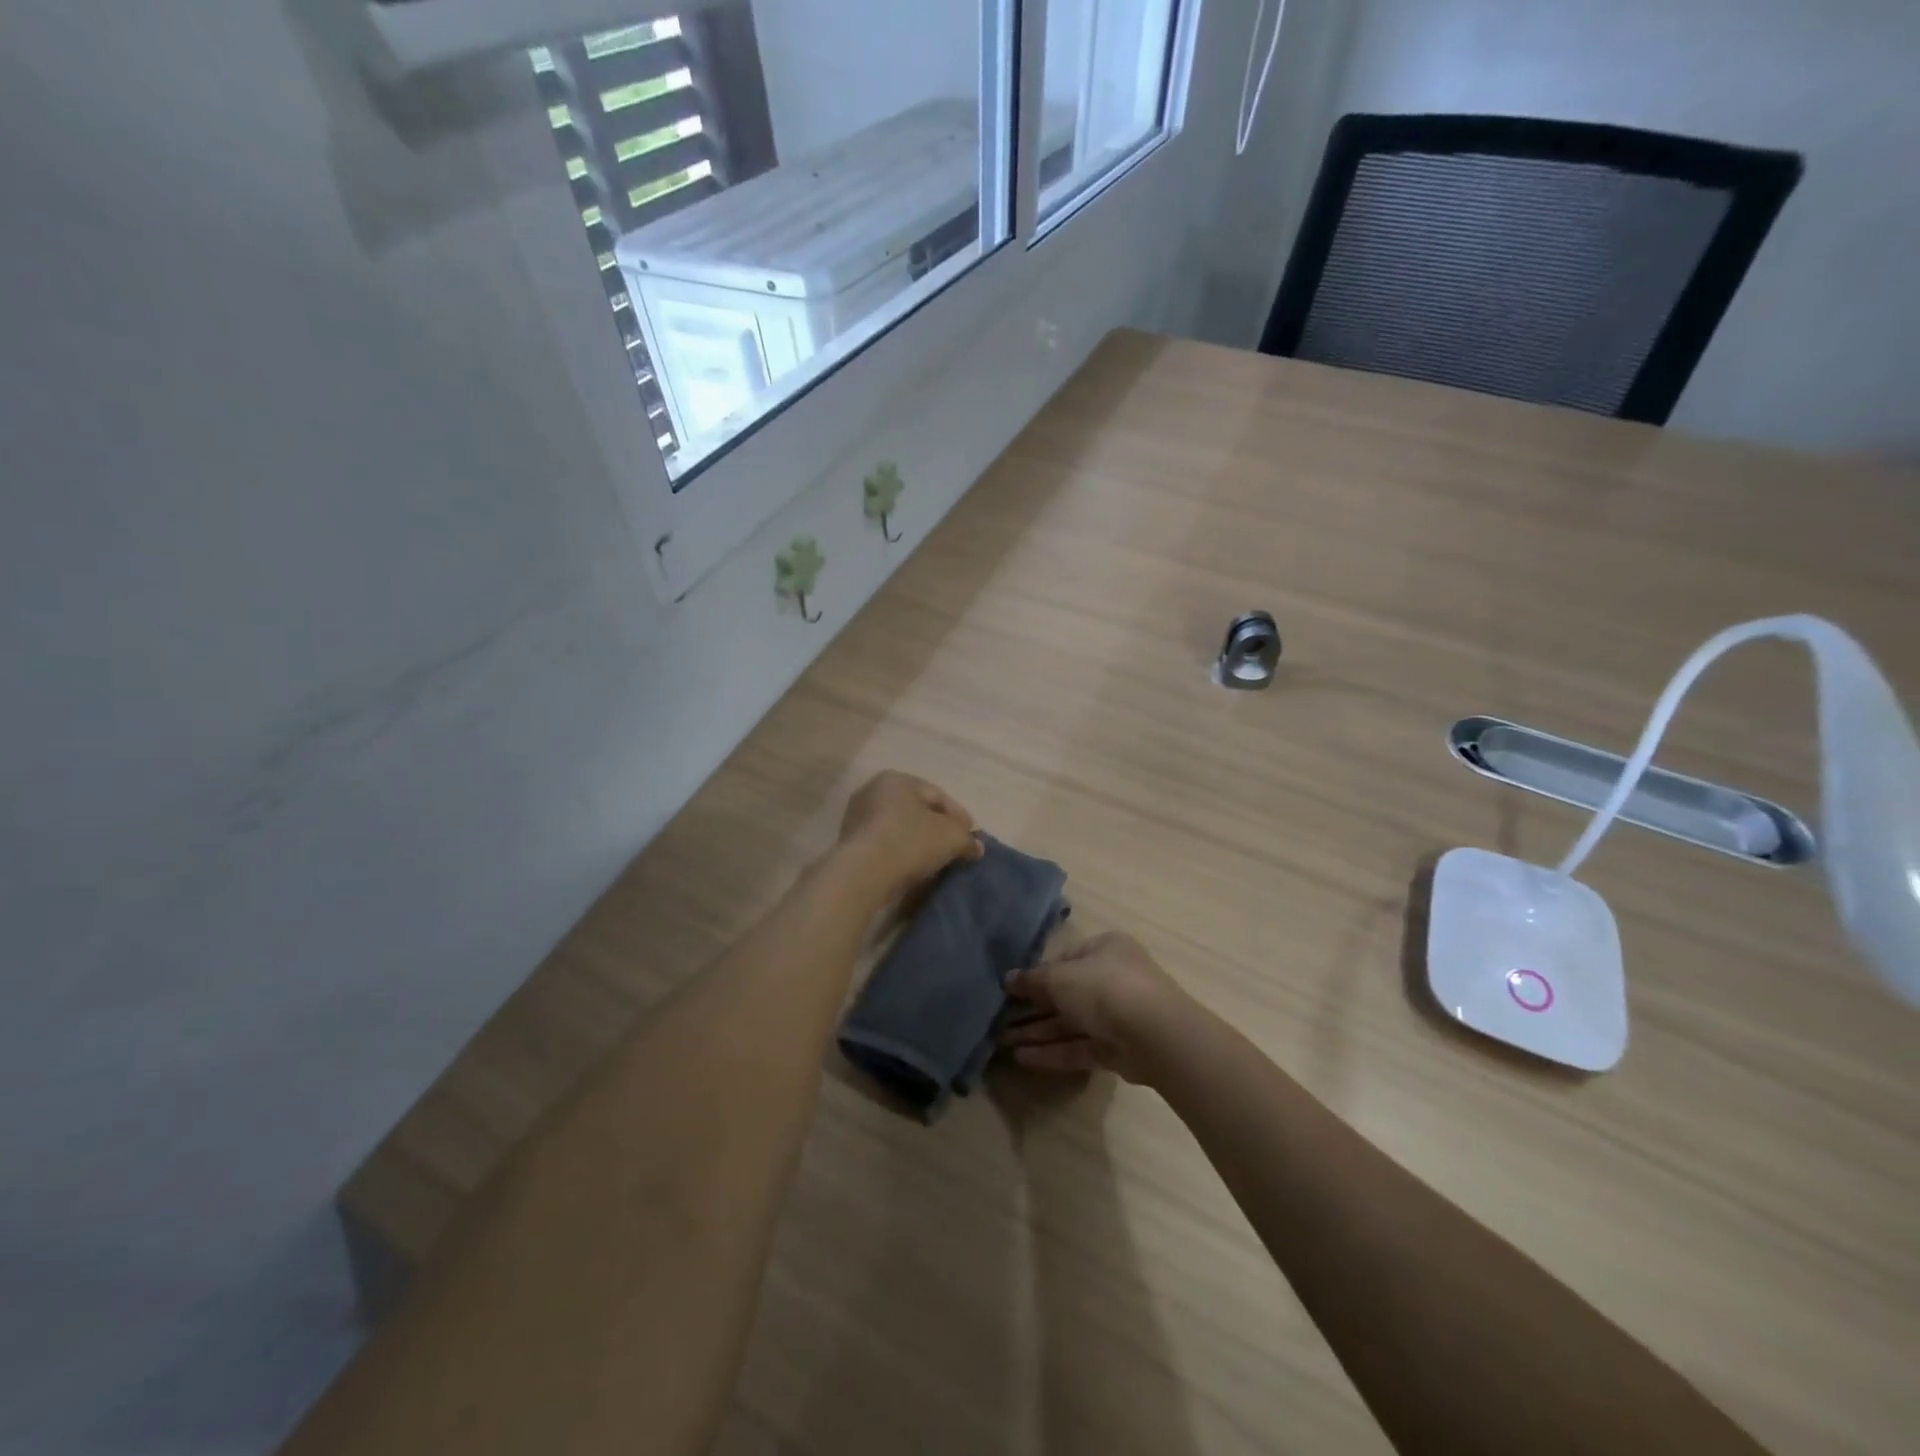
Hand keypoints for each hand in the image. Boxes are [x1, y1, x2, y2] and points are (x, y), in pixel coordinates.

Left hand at [836, 770, 982, 901]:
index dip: (960, 816)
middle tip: (955, 849)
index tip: (972, 836)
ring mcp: (857, 817)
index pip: (937, 795)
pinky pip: (885, 845)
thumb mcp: (952, 837)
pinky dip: (901, 854)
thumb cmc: (910, 841)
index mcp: (897, 779)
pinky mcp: (849, 844)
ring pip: (899, 829)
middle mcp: (873, 791)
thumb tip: (975, 847)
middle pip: (917, 811)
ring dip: (918, 843)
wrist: (862, 873)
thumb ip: (967, 839)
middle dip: (938, 829)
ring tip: (936, 863)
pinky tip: (913, 870)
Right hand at [999, 932, 1191, 1084]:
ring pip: (1071, 1023)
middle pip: (1066, 993)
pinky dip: (1053, 1051)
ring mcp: (1118, 1016)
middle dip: (1032, 1008)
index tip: (1008, 990)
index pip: (1064, 959)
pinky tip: (1022, 1058)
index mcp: (1105, 949)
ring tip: (1001, 1042)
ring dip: (1037, 1032)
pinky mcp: (1119, 1049)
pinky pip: (1080, 1047)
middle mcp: (1113, 978)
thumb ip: (1033, 980)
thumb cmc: (1105, 988)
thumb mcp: (1061, 977)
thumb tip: (1008, 979)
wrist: (1156, 1035)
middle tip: (999, 1020)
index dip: (1036, 974)